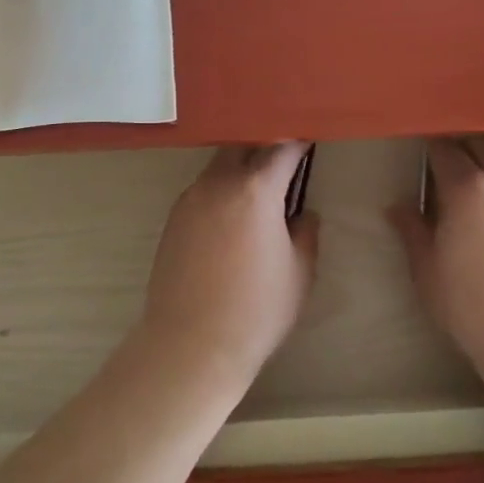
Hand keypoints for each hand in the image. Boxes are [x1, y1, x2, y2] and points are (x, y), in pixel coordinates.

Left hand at [137, 144, 318, 390]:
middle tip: (283, 158)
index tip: (310, 139)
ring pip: (219, 165)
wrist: (191, 343)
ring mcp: (191, 197)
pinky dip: (220, 189)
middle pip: (243, 145)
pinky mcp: (173, 217)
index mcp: (256, 189)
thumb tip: (303, 213)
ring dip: (239, 167)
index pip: (281, 148)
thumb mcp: (299, 273)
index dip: (298, 141)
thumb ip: (306, 233)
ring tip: (257, 186)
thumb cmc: (256, 310)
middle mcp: (219, 182)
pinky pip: (202, 189)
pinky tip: (230, 214)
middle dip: (264, 145)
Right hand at [389, 138, 483, 367]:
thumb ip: (411, 231)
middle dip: (461, 151)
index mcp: (466, 186)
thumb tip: (398, 208)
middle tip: (444, 172)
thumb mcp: (427, 270)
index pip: (443, 149)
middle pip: (479, 146)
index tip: (420, 158)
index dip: (429, 150)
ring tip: (475, 197)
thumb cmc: (470, 305)